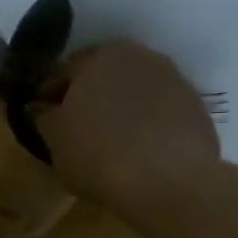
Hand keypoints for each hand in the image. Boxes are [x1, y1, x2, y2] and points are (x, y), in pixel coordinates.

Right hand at [33, 39, 221, 224]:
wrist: (169, 182)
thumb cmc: (99, 154)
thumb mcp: (55, 139)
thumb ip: (43, 117)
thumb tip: (40, 107)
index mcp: (101, 55)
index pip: (64, 70)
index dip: (48, 94)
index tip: (41, 116)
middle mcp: (141, 56)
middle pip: (104, 75)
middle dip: (88, 97)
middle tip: (74, 129)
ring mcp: (175, 81)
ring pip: (135, 92)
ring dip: (120, 110)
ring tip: (109, 142)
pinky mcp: (197, 109)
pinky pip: (160, 114)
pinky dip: (146, 126)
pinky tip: (138, 153)